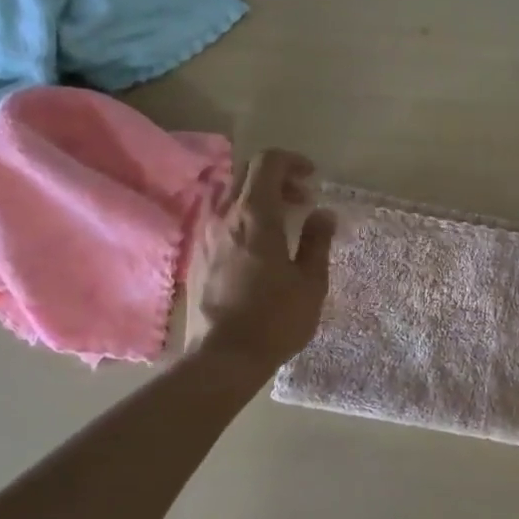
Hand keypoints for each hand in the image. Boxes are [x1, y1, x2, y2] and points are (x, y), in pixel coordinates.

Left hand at [185, 150, 335, 375]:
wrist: (223, 357)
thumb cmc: (275, 319)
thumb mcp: (311, 282)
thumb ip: (317, 241)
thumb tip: (322, 213)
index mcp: (256, 215)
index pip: (268, 162)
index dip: (292, 161)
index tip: (312, 178)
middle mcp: (224, 216)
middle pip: (246, 173)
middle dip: (277, 177)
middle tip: (302, 200)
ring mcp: (204, 235)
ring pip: (229, 194)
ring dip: (257, 196)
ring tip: (281, 222)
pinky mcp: (195, 255)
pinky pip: (218, 218)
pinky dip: (241, 216)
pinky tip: (258, 245)